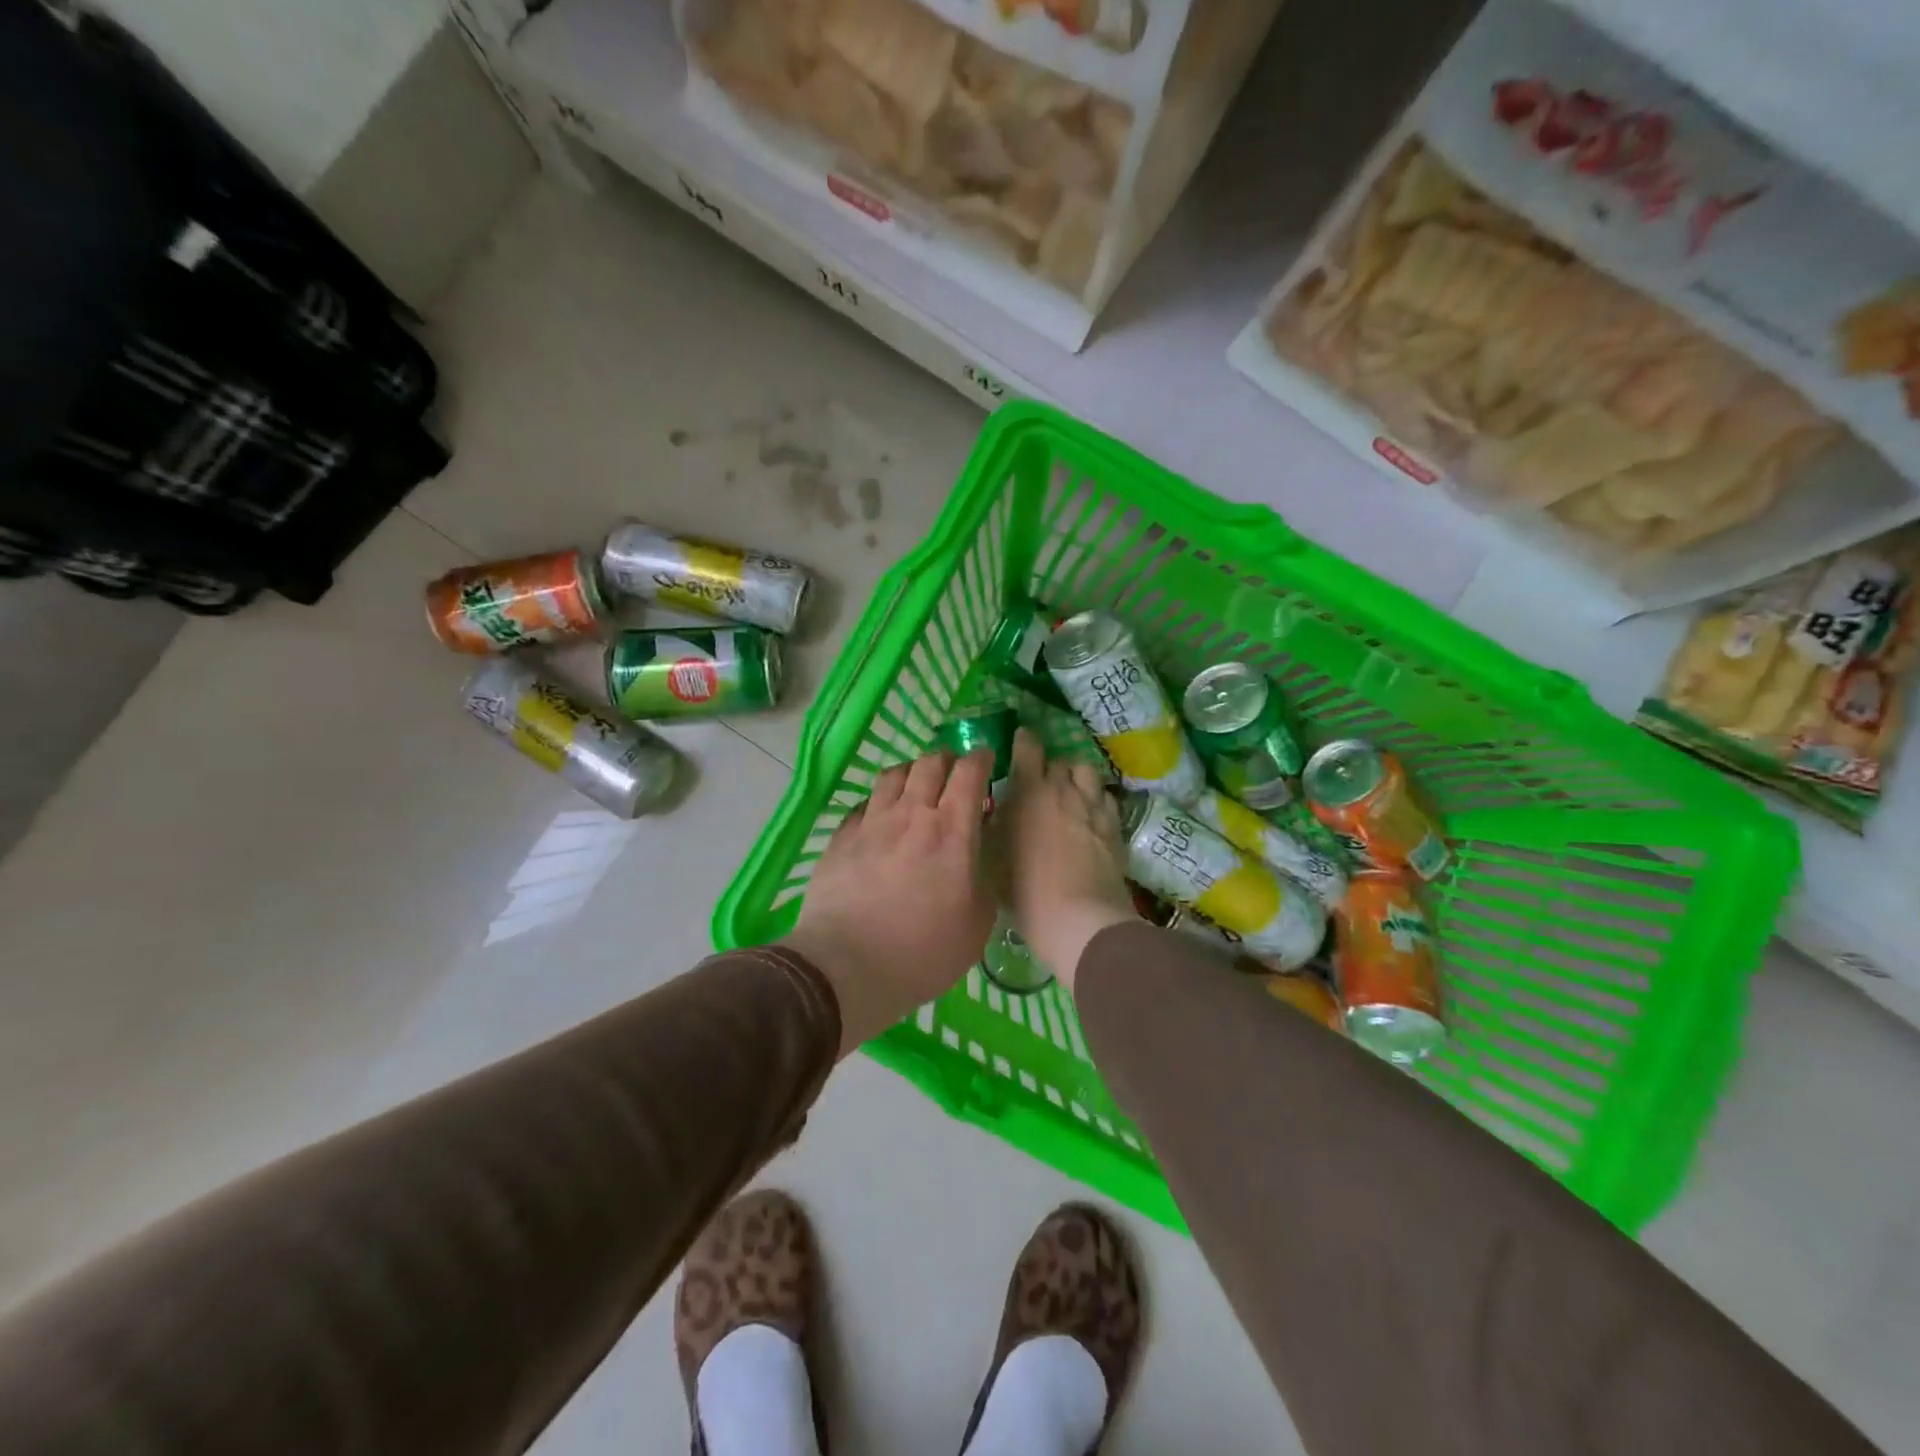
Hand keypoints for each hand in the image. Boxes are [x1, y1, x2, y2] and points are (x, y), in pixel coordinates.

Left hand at [783, 749, 995, 1055]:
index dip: (980, 759)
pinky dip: (879, 803)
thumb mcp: (977, 923)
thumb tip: (975, 858)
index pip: (969, 773)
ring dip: (911, 774)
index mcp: (952, 831)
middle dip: (946, 760)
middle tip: (953, 775)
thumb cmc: (923, 952)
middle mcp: (911, 815)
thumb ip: (981, 878)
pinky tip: (880, 820)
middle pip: (929, 763)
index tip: (986, 760)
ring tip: (915, 789)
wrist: (846, 967)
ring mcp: (871, 823)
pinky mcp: (840, 838)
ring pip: (893, 775)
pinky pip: (864, 804)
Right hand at [997, 729, 1134, 989]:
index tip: (1019, 742)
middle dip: (1048, 767)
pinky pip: (1106, 798)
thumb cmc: (1024, 890)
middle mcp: (1064, 789)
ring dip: (1075, 778)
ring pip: (1087, 773)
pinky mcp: (1116, 826)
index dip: (1023, 740)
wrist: (1080, 919)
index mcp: (1029, 790)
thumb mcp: (991, 856)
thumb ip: (991, 825)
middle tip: (1038, 784)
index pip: (1028, 746)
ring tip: (1069, 794)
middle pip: (1059, 761)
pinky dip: (1096, 800)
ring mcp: (1094, 806)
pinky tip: (1090, 816)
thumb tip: (993, 809)